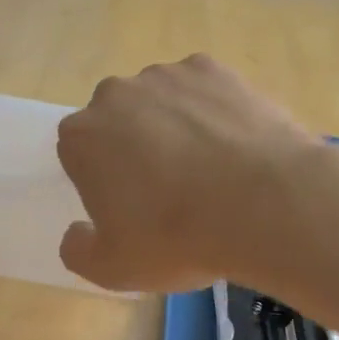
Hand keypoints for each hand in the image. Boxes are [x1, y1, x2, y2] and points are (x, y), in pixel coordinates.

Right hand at [55, 53, 323, 291]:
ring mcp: (168, 76)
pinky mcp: (215, 70)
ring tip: (209, 169)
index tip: (129, 207)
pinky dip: (212, 112)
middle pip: (118, 121)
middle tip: (168, 189)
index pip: (80, 153)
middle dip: (134, 147)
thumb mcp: (112, 269)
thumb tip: (76, 233)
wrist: (262, 204)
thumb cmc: (176, 239)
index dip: (102, 181)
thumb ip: (78, 250)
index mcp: (82, 137)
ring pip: (161, 103)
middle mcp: (116, 94)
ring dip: (173, 127)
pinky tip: (234, 146)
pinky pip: (203, 92)